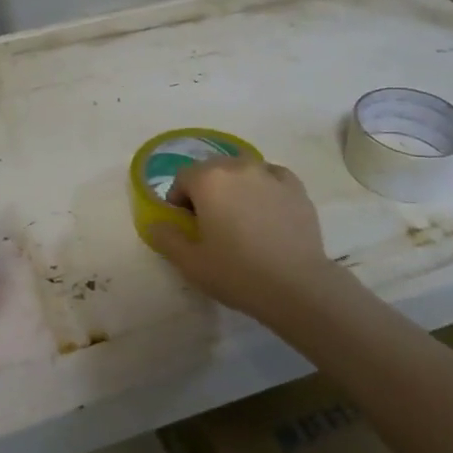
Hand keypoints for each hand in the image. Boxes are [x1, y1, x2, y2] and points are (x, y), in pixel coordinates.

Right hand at [149, 158, 346, 327]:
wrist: (297, 286)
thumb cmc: (237, 273)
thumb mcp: (190, 263)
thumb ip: (166, 238)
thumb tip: (156, 223)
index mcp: (208, 179)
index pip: (182, 178)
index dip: (179, 201)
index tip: (187, 226)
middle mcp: (238, 166)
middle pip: (212, 170)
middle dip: (206, 190)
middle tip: (212, 224)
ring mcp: (270, 173)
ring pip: (242, 171)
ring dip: (235, 187)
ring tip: (242, 218)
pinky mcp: (296, 187)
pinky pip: (271, 177)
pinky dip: (264, 188)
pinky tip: (267, 212)